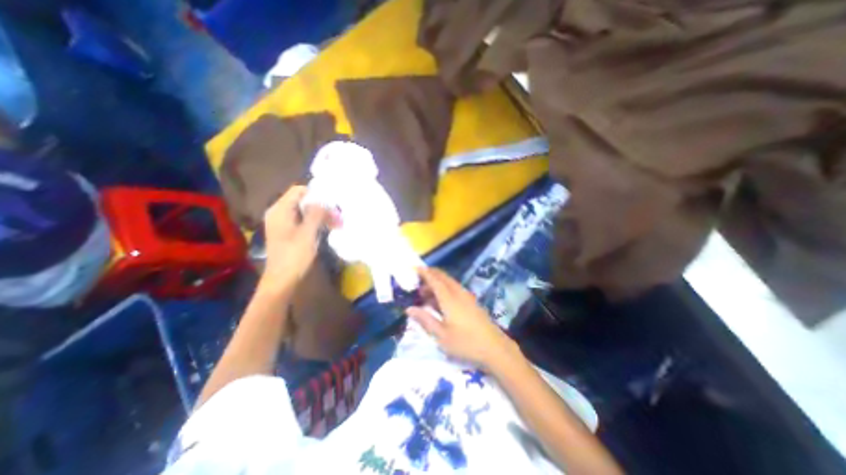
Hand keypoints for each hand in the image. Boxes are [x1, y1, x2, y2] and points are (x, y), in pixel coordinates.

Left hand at [261, 186, 334, 293]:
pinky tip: (327, 230)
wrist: (281, 280)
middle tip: (338, 216)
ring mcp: (283, 223)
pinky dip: (315, 223)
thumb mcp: (308, 233)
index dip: (316, 194)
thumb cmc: (294, 256)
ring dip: (321, 216)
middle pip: (302, 201)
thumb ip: (316, 214)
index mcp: (280, 210)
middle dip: (321, 207)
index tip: (332, 204)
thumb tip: (324, 200)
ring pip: (305, 212)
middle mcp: (279, 213)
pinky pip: (303, 221)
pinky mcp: (287, 232)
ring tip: (337, 224)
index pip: (299, 190)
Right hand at [407, 266, 518, 369]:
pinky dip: (445, 288)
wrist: (495, 348)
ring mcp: (467, 297)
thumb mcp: (441, 335)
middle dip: (431, 275)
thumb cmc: (466, 343)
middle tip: (418, 279)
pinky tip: (441, 300)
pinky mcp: (472, 302)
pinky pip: (455, 288)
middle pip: (443, 277)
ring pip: (450, 283)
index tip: (415, 268)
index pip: (435, 281)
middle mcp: (459, 293)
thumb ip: (425, 320)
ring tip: (425, 292)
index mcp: (449, 299)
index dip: (425, 273)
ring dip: (437, 282)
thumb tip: (409, 308)